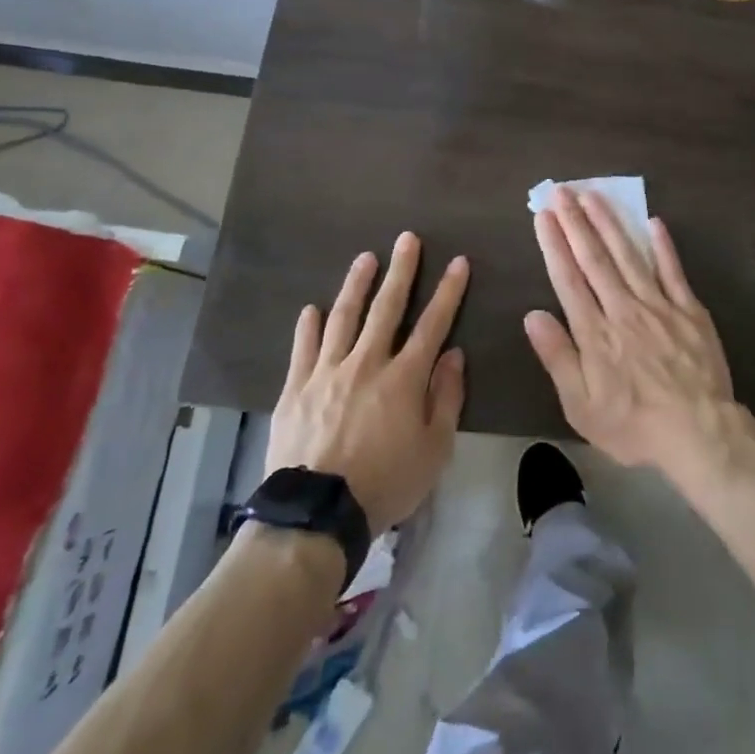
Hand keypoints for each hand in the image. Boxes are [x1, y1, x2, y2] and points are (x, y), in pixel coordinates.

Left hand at [267, 233, 467, 533]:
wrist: (316, 514)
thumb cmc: (385, 483)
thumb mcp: (434, 449)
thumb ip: (446, 398)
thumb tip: (453, 354)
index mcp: (404, 378)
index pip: (433, 324)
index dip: (448, 291)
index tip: (458, 262)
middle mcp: (367, 363)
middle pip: (387, 308)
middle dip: (401, 270)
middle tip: (407, 239)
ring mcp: (327, 372)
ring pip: (344, 317)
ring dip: (356, 285)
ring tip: (365, 258)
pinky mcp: (296, 388)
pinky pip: (304, 348)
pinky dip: (309, 326)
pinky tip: (312, 309)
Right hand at [525, 187, 736, 474]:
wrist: (699, 432)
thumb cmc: (634, 425)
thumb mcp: (582, 406)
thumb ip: (558, 357)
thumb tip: (532, 315)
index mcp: (595, 332)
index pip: (568, 279)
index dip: (554, 244)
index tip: (543, 216)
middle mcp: (623, 309)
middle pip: (596, 258)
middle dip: (576, 222)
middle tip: (562, 190)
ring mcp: (659, 305)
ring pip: (630, 255)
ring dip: (610, 223)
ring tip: (594, 195)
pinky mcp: (690, 310)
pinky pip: (673, 271)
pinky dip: (663, 246)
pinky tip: (653, 222)